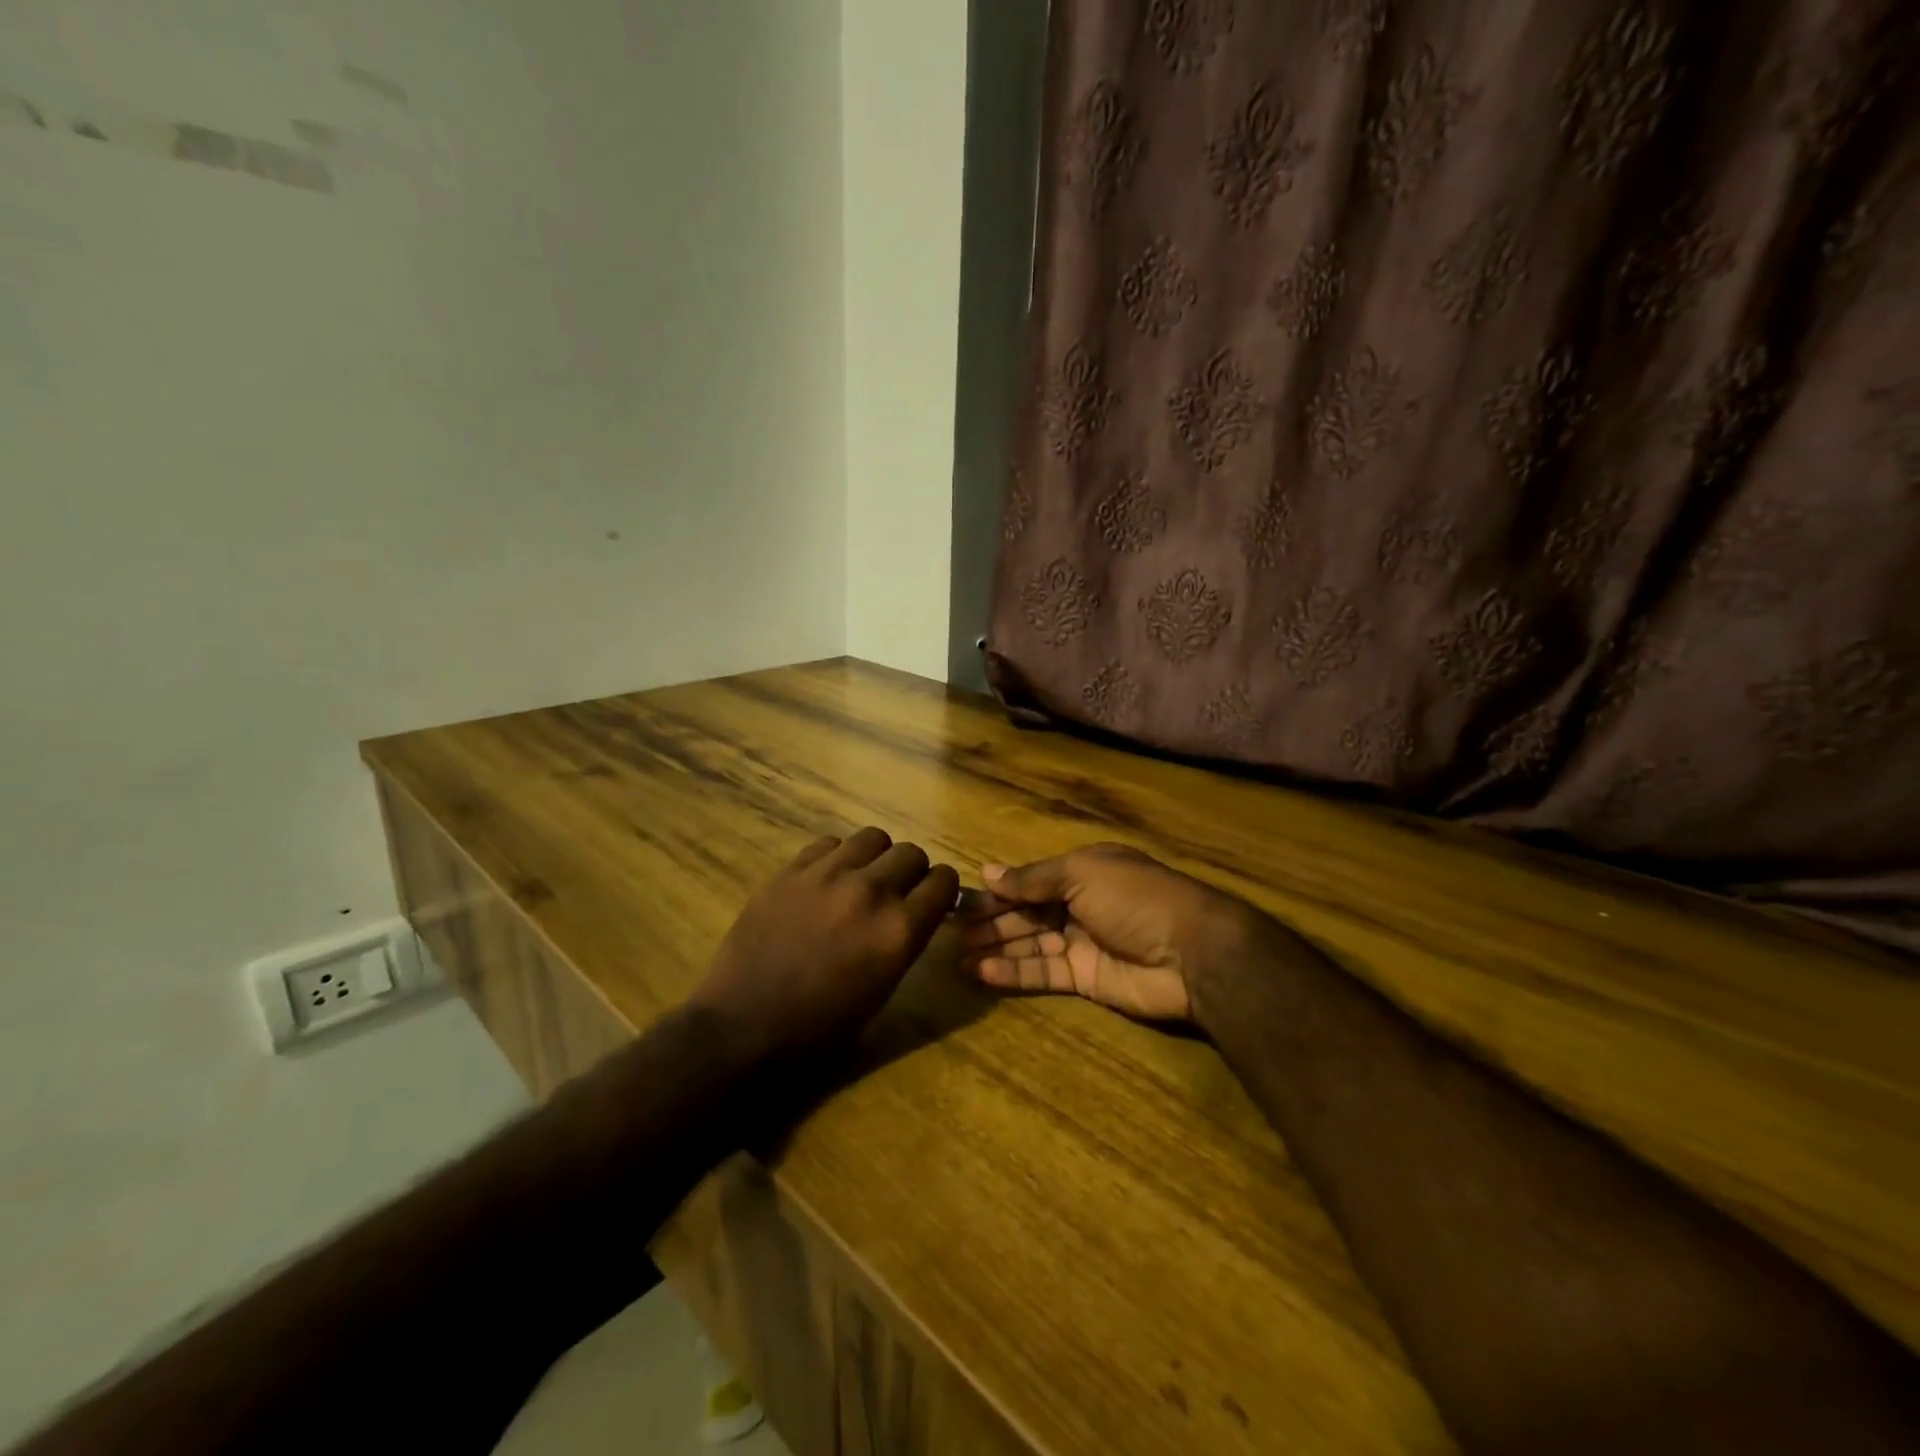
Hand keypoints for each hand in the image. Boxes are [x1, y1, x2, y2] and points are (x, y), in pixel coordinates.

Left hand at [688, 827, 958, 1063]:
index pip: (944, 881)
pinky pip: (829, 843)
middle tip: (896, 893)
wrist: (744, 1025)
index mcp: (899, 930)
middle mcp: (870, 892)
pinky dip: (836, 857)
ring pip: (873, 837)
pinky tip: (825, 881)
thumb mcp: (882, 989)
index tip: (933, 899)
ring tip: (860, 880)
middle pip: (912, 853)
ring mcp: (827, 875)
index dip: (942, 889)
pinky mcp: (791, 870)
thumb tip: (917, 912)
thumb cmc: (820, 1026)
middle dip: (912, 872)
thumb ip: (906, 940)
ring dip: (876, 858)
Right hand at [956, 842, 1262, 1020]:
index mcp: (1082, 871)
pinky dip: (1013, 973)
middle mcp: (1079, 904)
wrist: (1192, 953)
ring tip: (956, 957)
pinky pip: (1043, 974)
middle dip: (991, 922)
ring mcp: (1083, 943)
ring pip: (1030, 944)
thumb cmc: (1134, 898)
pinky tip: (982, 972)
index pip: (1029, 881)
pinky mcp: (1086, 979)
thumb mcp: (1081, 873)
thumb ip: (1032, 879)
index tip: (960, 902)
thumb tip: (987, 873)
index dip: (997, 891)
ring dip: (995, 948)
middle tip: (950, 933)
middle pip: (1026, 913)